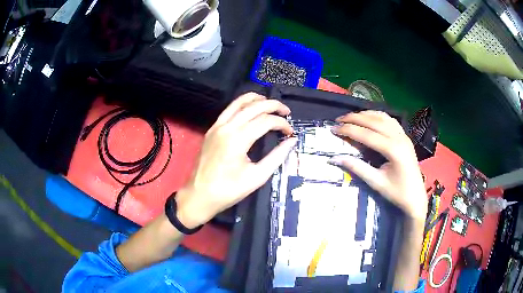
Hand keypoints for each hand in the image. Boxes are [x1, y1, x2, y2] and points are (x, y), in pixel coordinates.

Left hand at [175, 93, 297, 227]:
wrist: (200, 195)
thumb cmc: (229, 190)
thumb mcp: (257, 176)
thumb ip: (277, 156)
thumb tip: (292, 141)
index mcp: (238, 139)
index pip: (266, 121)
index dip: (282, 124)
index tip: (290, 132)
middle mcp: (227, 127)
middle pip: (254, 106)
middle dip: (273, 105)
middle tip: (286, 112)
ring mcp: (217, 126)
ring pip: (239, 102)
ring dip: (257, 99)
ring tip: (271, 104)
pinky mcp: (212, 129)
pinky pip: (229, 109)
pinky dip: (242, 104)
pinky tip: (251, 109)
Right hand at [328, 111, 426, 221]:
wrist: (416, 197)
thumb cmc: (397, 193)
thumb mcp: (376, 182)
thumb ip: (356, 167)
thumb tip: (334, 158)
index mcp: (393, 150)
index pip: (366, 134)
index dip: (348, 130)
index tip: (333, 129)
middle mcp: (399, 138)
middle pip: (374, 121)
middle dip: (354, 118)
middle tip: (338, 120)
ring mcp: (404, 135)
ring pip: (382, 117)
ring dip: (365, 114)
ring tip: (351, 117)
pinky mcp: (405, 136)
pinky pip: (390, 120)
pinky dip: (377, 116)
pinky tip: (369, 117)